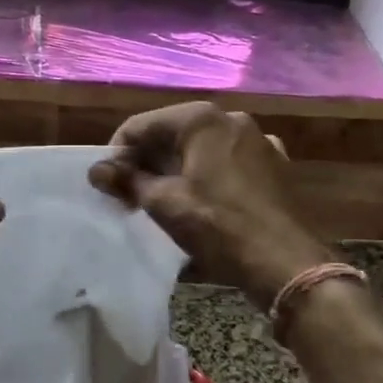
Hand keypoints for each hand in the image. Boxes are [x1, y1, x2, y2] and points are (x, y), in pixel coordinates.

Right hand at [89, 103, 338, 307]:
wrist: (285, 263)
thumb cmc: (217, 226)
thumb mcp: (163, 203)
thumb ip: (127, 180)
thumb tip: (97, 170)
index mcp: (202, 119)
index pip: (141, 125)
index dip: (118, 153)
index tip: (106, 183)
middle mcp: (232, 119)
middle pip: (172, 133)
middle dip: (146, 160)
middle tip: (127, 192)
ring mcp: (258, 141)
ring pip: (201, 147)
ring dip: (175, 167)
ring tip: (159, 198)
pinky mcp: (273, 165)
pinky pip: (227, 162)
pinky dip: (206, 174)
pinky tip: (200, 200)